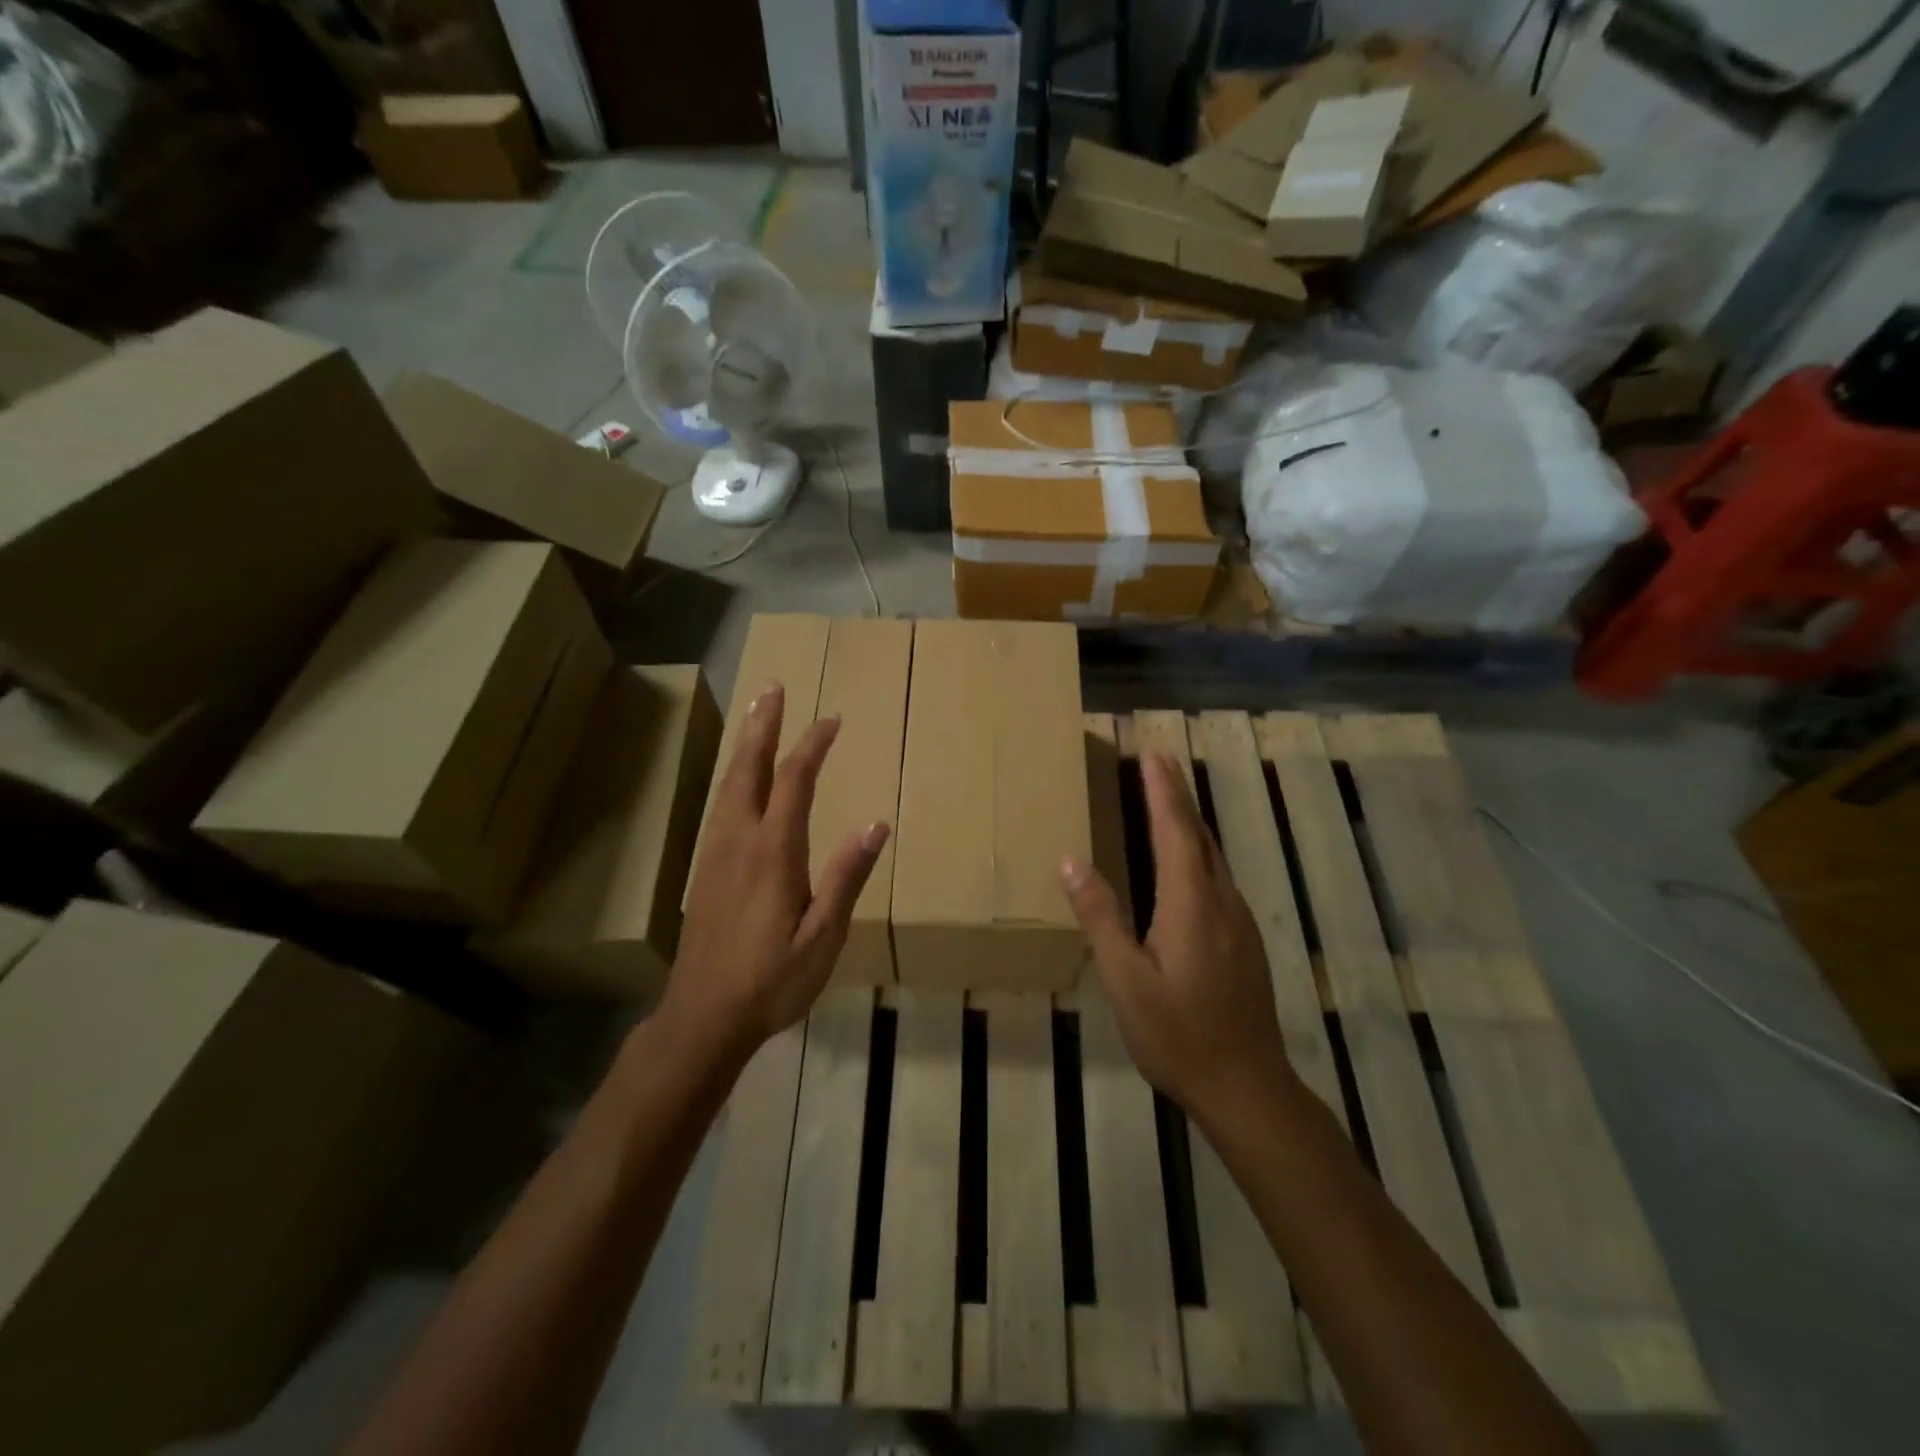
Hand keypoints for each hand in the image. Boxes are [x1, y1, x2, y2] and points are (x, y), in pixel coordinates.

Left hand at [664, 683, 889, 1063]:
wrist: (703, 1016)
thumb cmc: (772, 979)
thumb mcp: (823, 935)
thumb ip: (846, 876)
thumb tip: (877, 824)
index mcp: (773, 851)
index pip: (794, 781)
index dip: (812, 745)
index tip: (832, 719)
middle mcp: (739, 840)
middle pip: (750, 768)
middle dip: (764, 725)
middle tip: (773, 688)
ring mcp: (715, 852)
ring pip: (728, 783)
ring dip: (745, 744)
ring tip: (756, 715)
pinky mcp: (703, 868)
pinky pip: (720, 805)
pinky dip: (732, 775)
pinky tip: (737, 778)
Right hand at [1060, 751, 1290, 1125]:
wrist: (1247, 1086)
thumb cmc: (1177, 1033)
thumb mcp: (1125, 979)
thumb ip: (1101, 916)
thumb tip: (1071, 860)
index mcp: (1191, 902)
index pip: (1174, 829)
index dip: (1163, 788)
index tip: (1153, 751)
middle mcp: (1221, 900)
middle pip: (1198, 834)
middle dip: (1177, 794)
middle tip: (1158, 760)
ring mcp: (1239, 921)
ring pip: (1212, 855)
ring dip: (1189, 821)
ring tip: (1167, 799)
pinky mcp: (1245, 940)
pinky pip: (1218, 877)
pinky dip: (1197, 851)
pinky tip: (1186, 863)